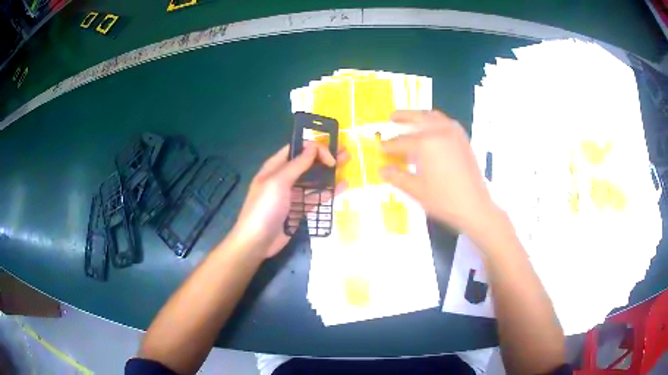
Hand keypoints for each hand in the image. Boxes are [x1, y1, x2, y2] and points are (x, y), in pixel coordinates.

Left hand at [231, 142, 346, 257]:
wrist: (257, 241)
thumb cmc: (265, 208)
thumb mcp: (278, 182)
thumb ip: (297, 164)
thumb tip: (312, 146)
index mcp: (275, 167)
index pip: (296, 149)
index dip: (313, 147)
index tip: (329, 154)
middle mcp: (284, 178)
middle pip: (307, 163)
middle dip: (325, 156)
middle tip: (346, 152)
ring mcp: (292, 194)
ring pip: (313, 179)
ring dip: (329, 172)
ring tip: (347, 164)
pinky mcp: (299, 210)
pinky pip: (315, 197)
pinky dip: (328, 192)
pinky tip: (342, 186)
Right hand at [381, 110, 498, 233]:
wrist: (474, 206)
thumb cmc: (444, 200)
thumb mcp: (416, 189)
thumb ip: (397, 177)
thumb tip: (382, 170)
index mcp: (426, 143)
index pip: (401, 141)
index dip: (388, 145)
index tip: (380, 147)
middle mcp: (440, 131)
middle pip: (417, 118)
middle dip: (403, 117)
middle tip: (392, 117)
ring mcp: (454, 133)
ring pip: (433, 117)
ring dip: (420, 116)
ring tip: (411, 120)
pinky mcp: (463, 138)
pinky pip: (446, 122)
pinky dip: (435, 121)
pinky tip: (432, 129)